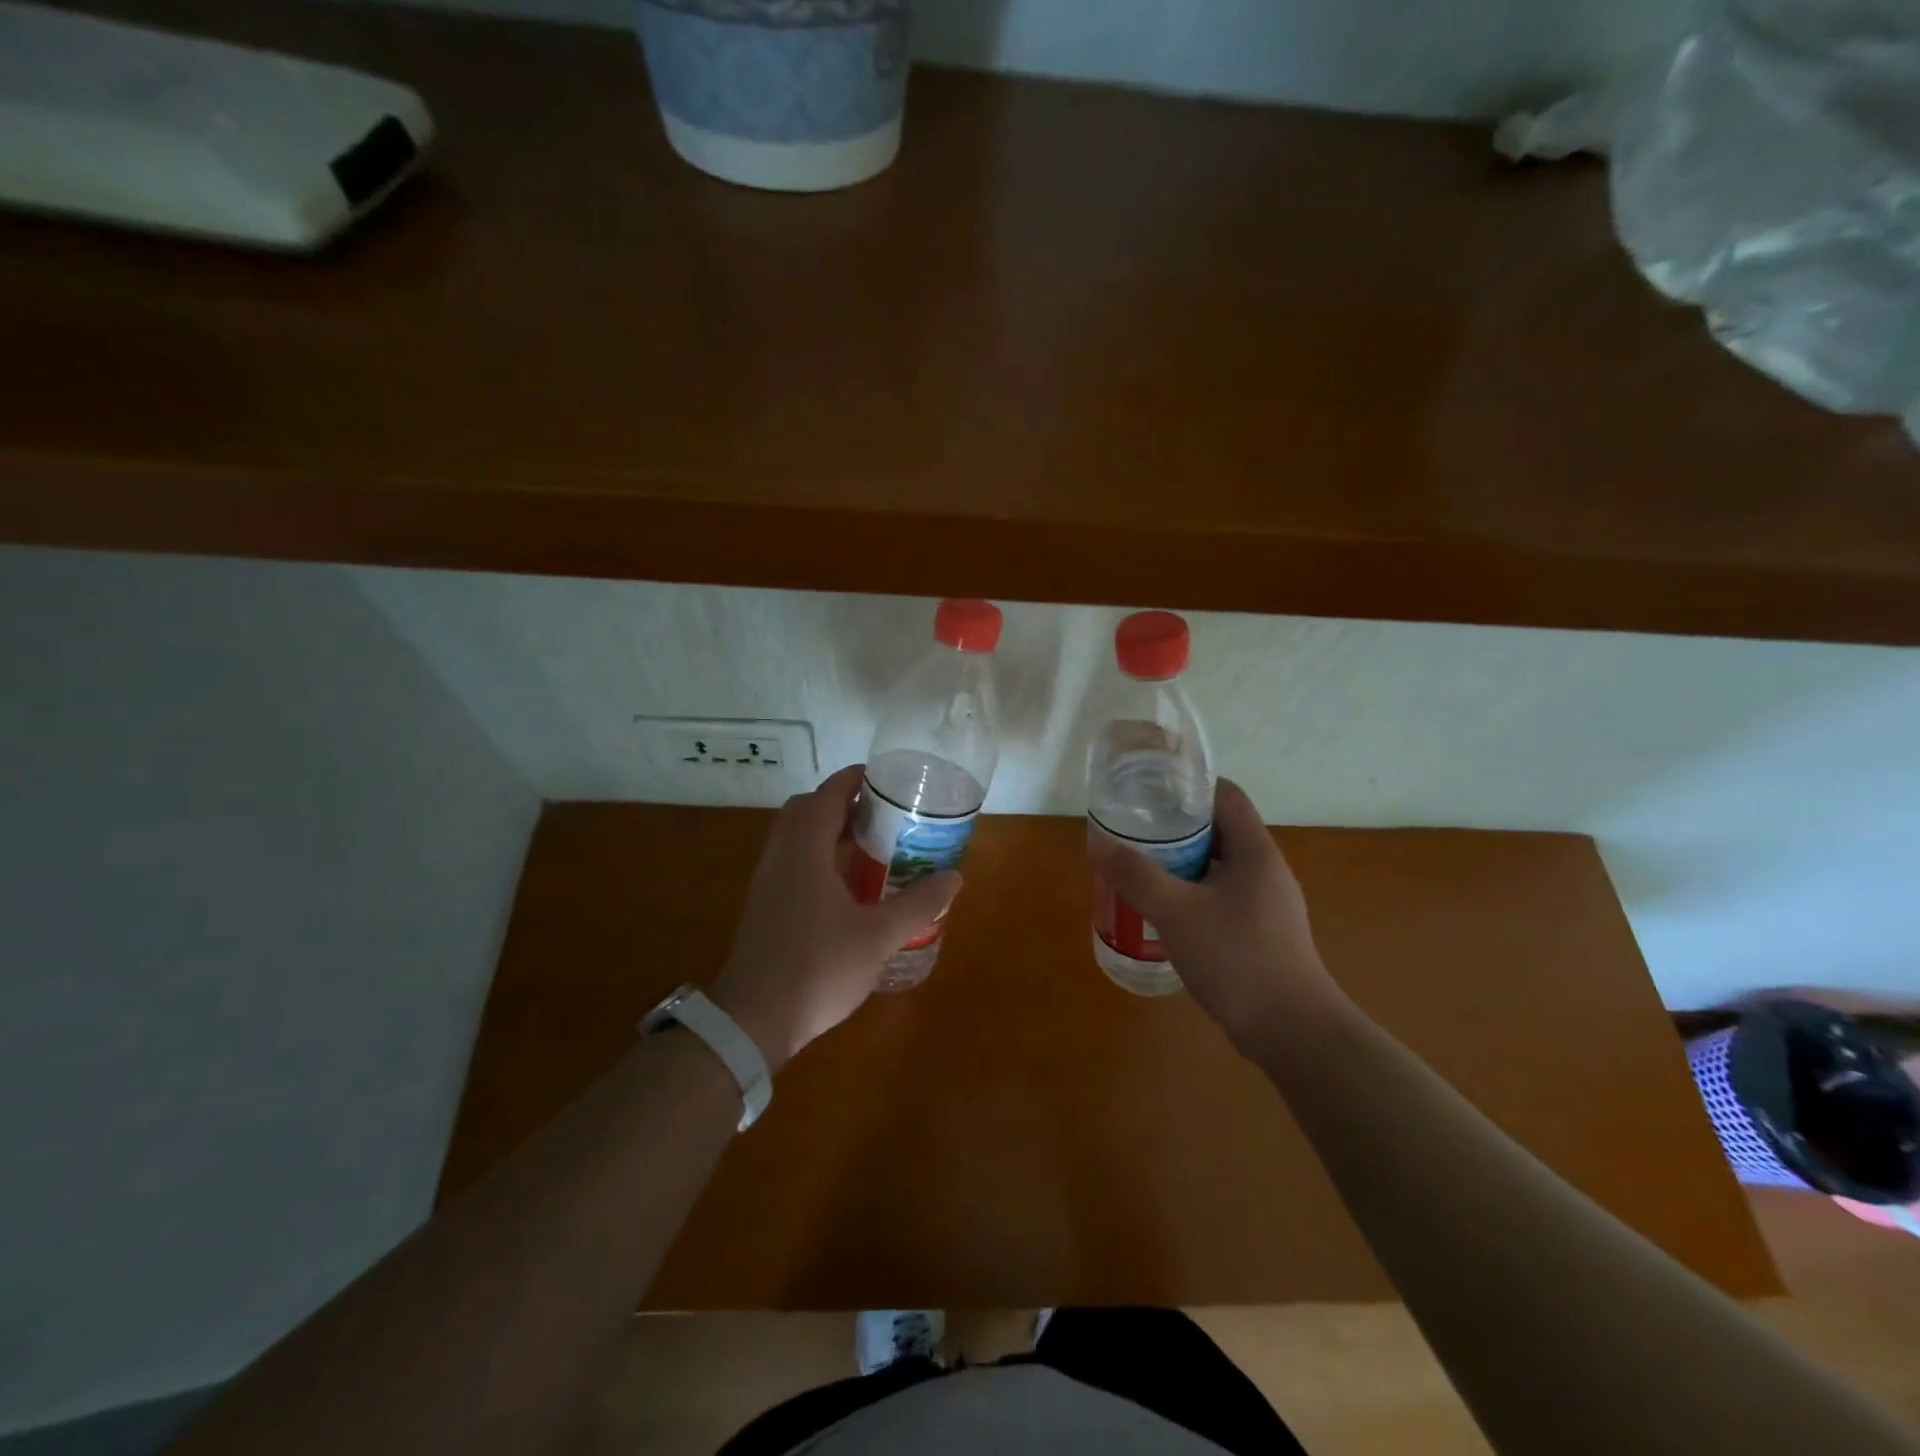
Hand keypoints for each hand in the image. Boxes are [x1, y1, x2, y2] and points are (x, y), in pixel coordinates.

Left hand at [709, 765, 961, 1071]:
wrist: (754, 1019)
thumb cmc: (818, 968)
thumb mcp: (879, 936)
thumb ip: (918, 904)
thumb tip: (954, 877)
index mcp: (804, 852)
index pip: (826, 796)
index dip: (852, 779)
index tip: (881, 778)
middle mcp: (780, 858)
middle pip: (805, 810)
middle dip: (839, 802)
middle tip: (877, 811)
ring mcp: (767, 883)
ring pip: (794, 837)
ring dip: (826, 830)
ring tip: (867, 843)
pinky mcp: (764, 907)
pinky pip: (790, 862)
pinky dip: (816, 856)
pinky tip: (843, 885)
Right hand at [1087, 778, 1338, 1053]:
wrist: (1292, 1032)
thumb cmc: (1237, 959)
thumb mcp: (1176, 912)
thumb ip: (1136, 875)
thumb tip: (1099, 844)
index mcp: (1255, 852)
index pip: (1226, 795)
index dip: (1188, 784)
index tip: (1149, 789)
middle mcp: (1265, 870)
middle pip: (1219, 829)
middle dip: (1175, 827)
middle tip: (1133, 830)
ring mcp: (1266, 903)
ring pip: (1217, 866)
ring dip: (1181, 863)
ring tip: (1140, 867)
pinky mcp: (1261, 932)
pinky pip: (1221, 896)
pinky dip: (1192, 893)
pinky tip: (1163, 911)